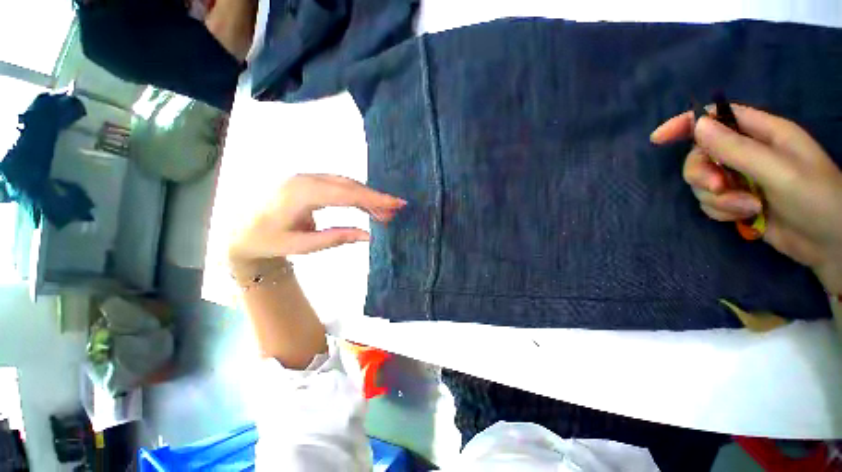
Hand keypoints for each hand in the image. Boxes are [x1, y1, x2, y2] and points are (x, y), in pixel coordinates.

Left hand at [228, 174, 406, 261]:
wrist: (240, 230)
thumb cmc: (267, 241)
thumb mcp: (301, 246)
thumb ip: (336, 238)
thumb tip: (368, 235)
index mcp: (300, 194)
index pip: (345, 194)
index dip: (373, 199)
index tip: (396, 204)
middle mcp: (304, 179)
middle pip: (349, 185)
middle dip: (375, 197)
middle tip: (396, 209)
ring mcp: (306, 178)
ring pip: (346, 184)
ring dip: (367, 197)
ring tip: (385, 212)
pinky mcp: (309, 182)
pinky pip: (338, 186)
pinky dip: (356, 196)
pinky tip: (367, 206)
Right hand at [651, 104, 841, 293]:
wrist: (832, 245)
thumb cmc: (817, 199)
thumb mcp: (779, 171)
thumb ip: (738, 148)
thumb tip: (697, 126)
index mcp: (763, 134)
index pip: (716, 118)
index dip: (685, 124)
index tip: (658, 139)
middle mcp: (748, 154)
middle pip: (701, 155)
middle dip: (701, 173)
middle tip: (717, 188)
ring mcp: (742, 179)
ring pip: (703, 183)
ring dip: (717, 198)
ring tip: (746, 209)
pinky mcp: (738, 203)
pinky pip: (710, 203)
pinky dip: (721, 212)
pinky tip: (744, 218)